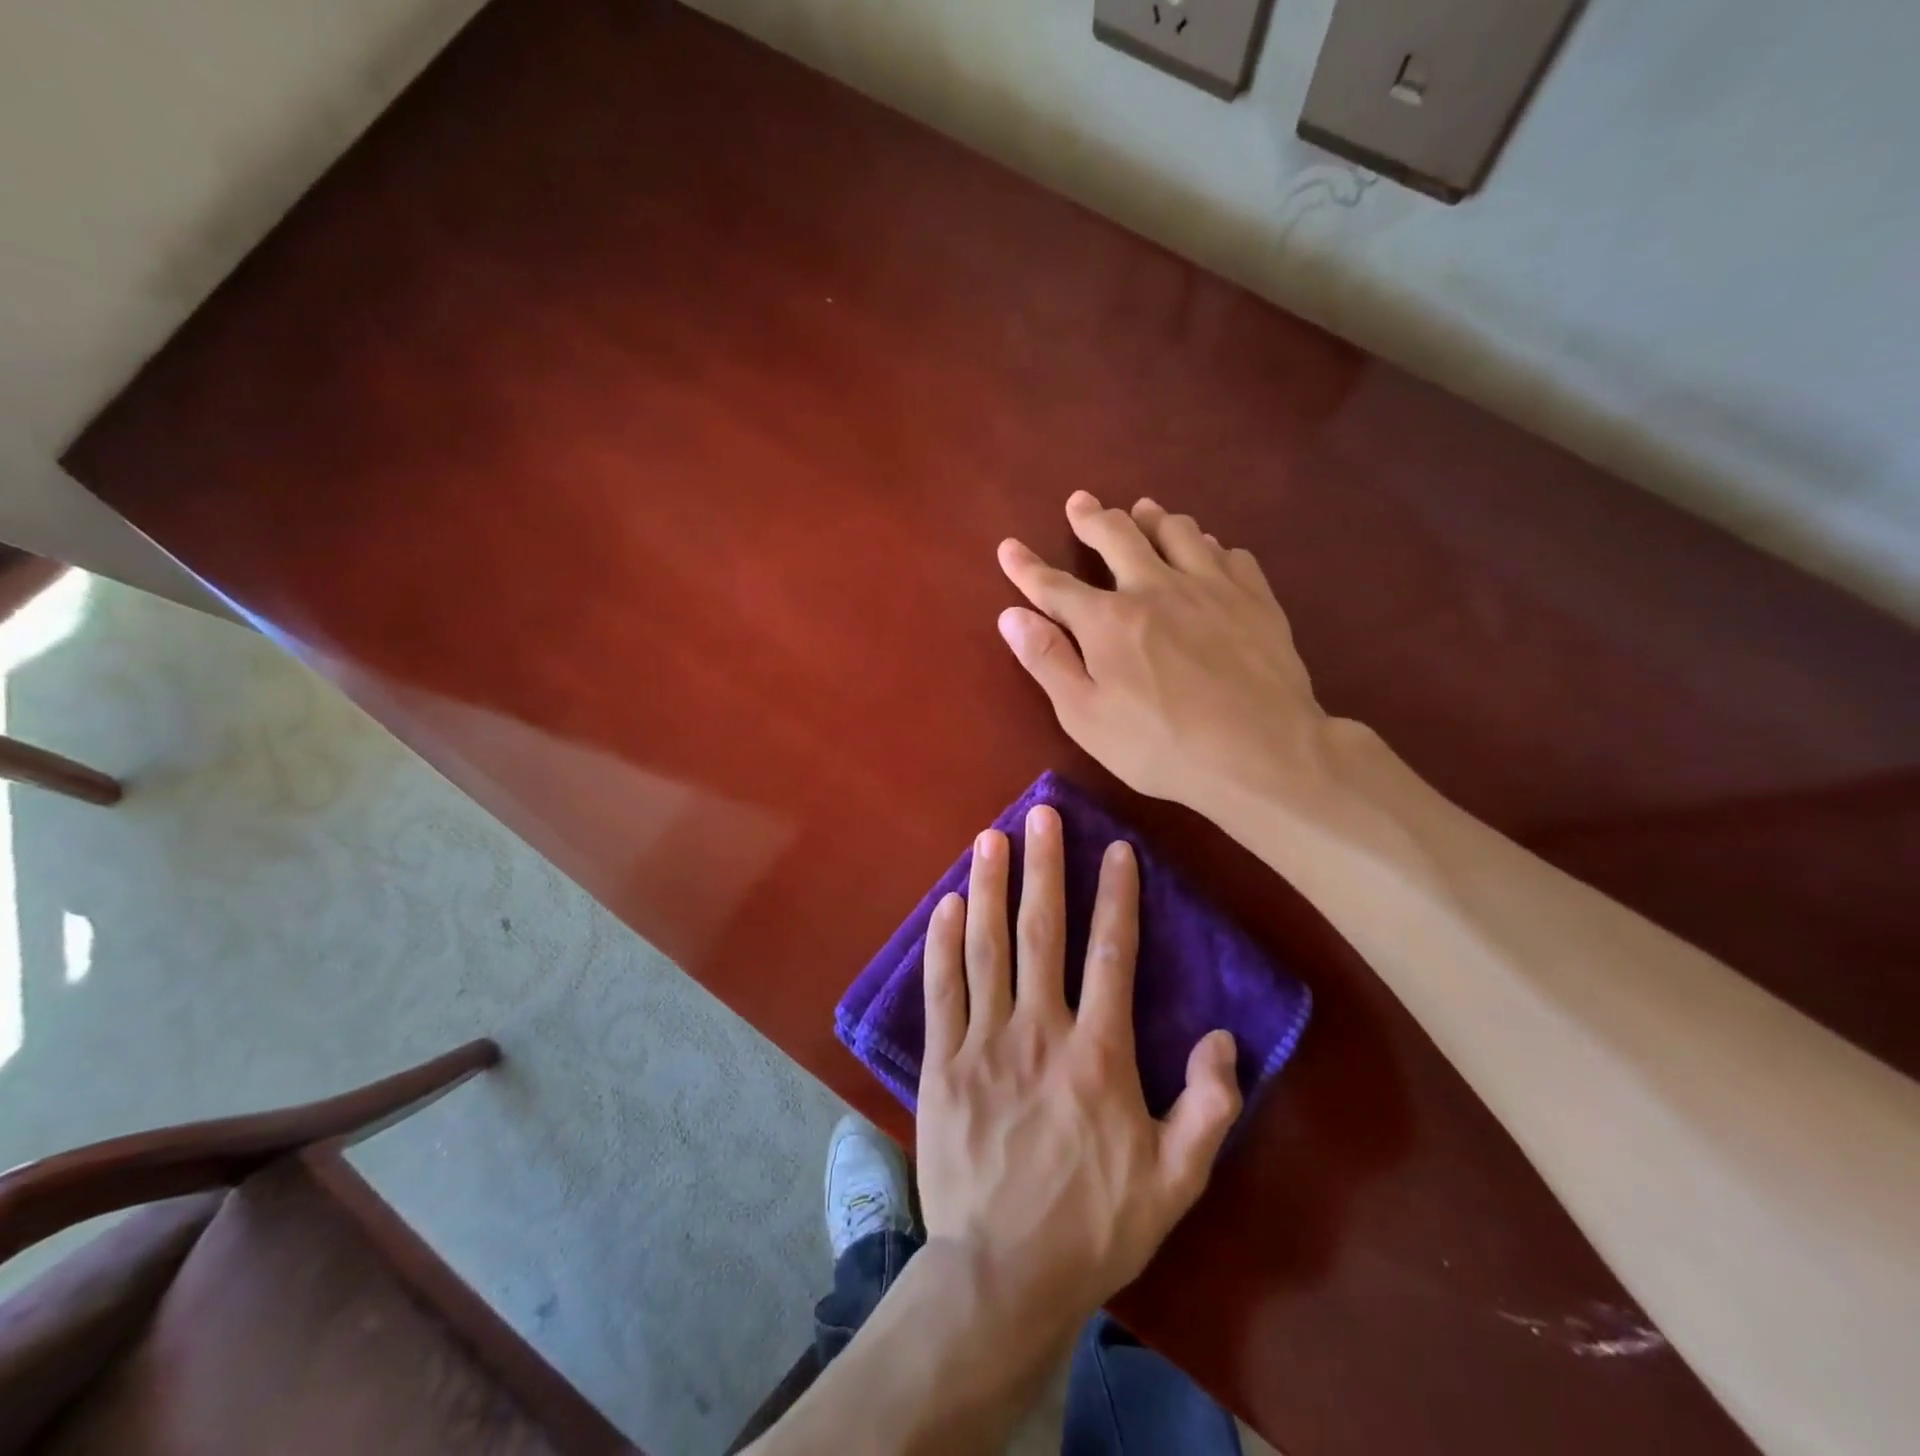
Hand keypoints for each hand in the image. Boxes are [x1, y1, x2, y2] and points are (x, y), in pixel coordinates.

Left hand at [914, 803, 1240, 1336]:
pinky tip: (946, 904)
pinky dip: (943, 943)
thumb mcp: (1175, 1182)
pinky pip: (941, 990)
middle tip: (1041, 813)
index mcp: (1098, 1055)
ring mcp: (984, 1042)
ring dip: (989, 887)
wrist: (1001, 1273)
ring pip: (986, 947)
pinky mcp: (942, 1061)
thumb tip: (1225, 1037)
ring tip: (990, 837)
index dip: (1116, 897)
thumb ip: (1209, 1108)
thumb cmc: (1093, 1225)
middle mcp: (1039, 1031)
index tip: (1116, 848)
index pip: (1111, 955)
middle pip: (1041, 933)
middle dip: (1045, 867)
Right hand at [997, 491, 1332, 819]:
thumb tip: (1012, 616)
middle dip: (1092, 518)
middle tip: (1081, 503)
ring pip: (1178, 531)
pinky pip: (1228, 553)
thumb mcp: (1086, 717)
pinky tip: (1208, 552)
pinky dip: (1208, 546)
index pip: (1055, 585)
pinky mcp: (1255, 598)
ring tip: (1143, 510)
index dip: (1026, 567)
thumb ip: (1048, 662)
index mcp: (1109, 620)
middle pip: (1118, 536)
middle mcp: (1156, 587)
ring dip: (1153, 518)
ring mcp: (1211, 587)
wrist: (1263, 754)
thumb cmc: (1161, 747)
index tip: (1008, 546)